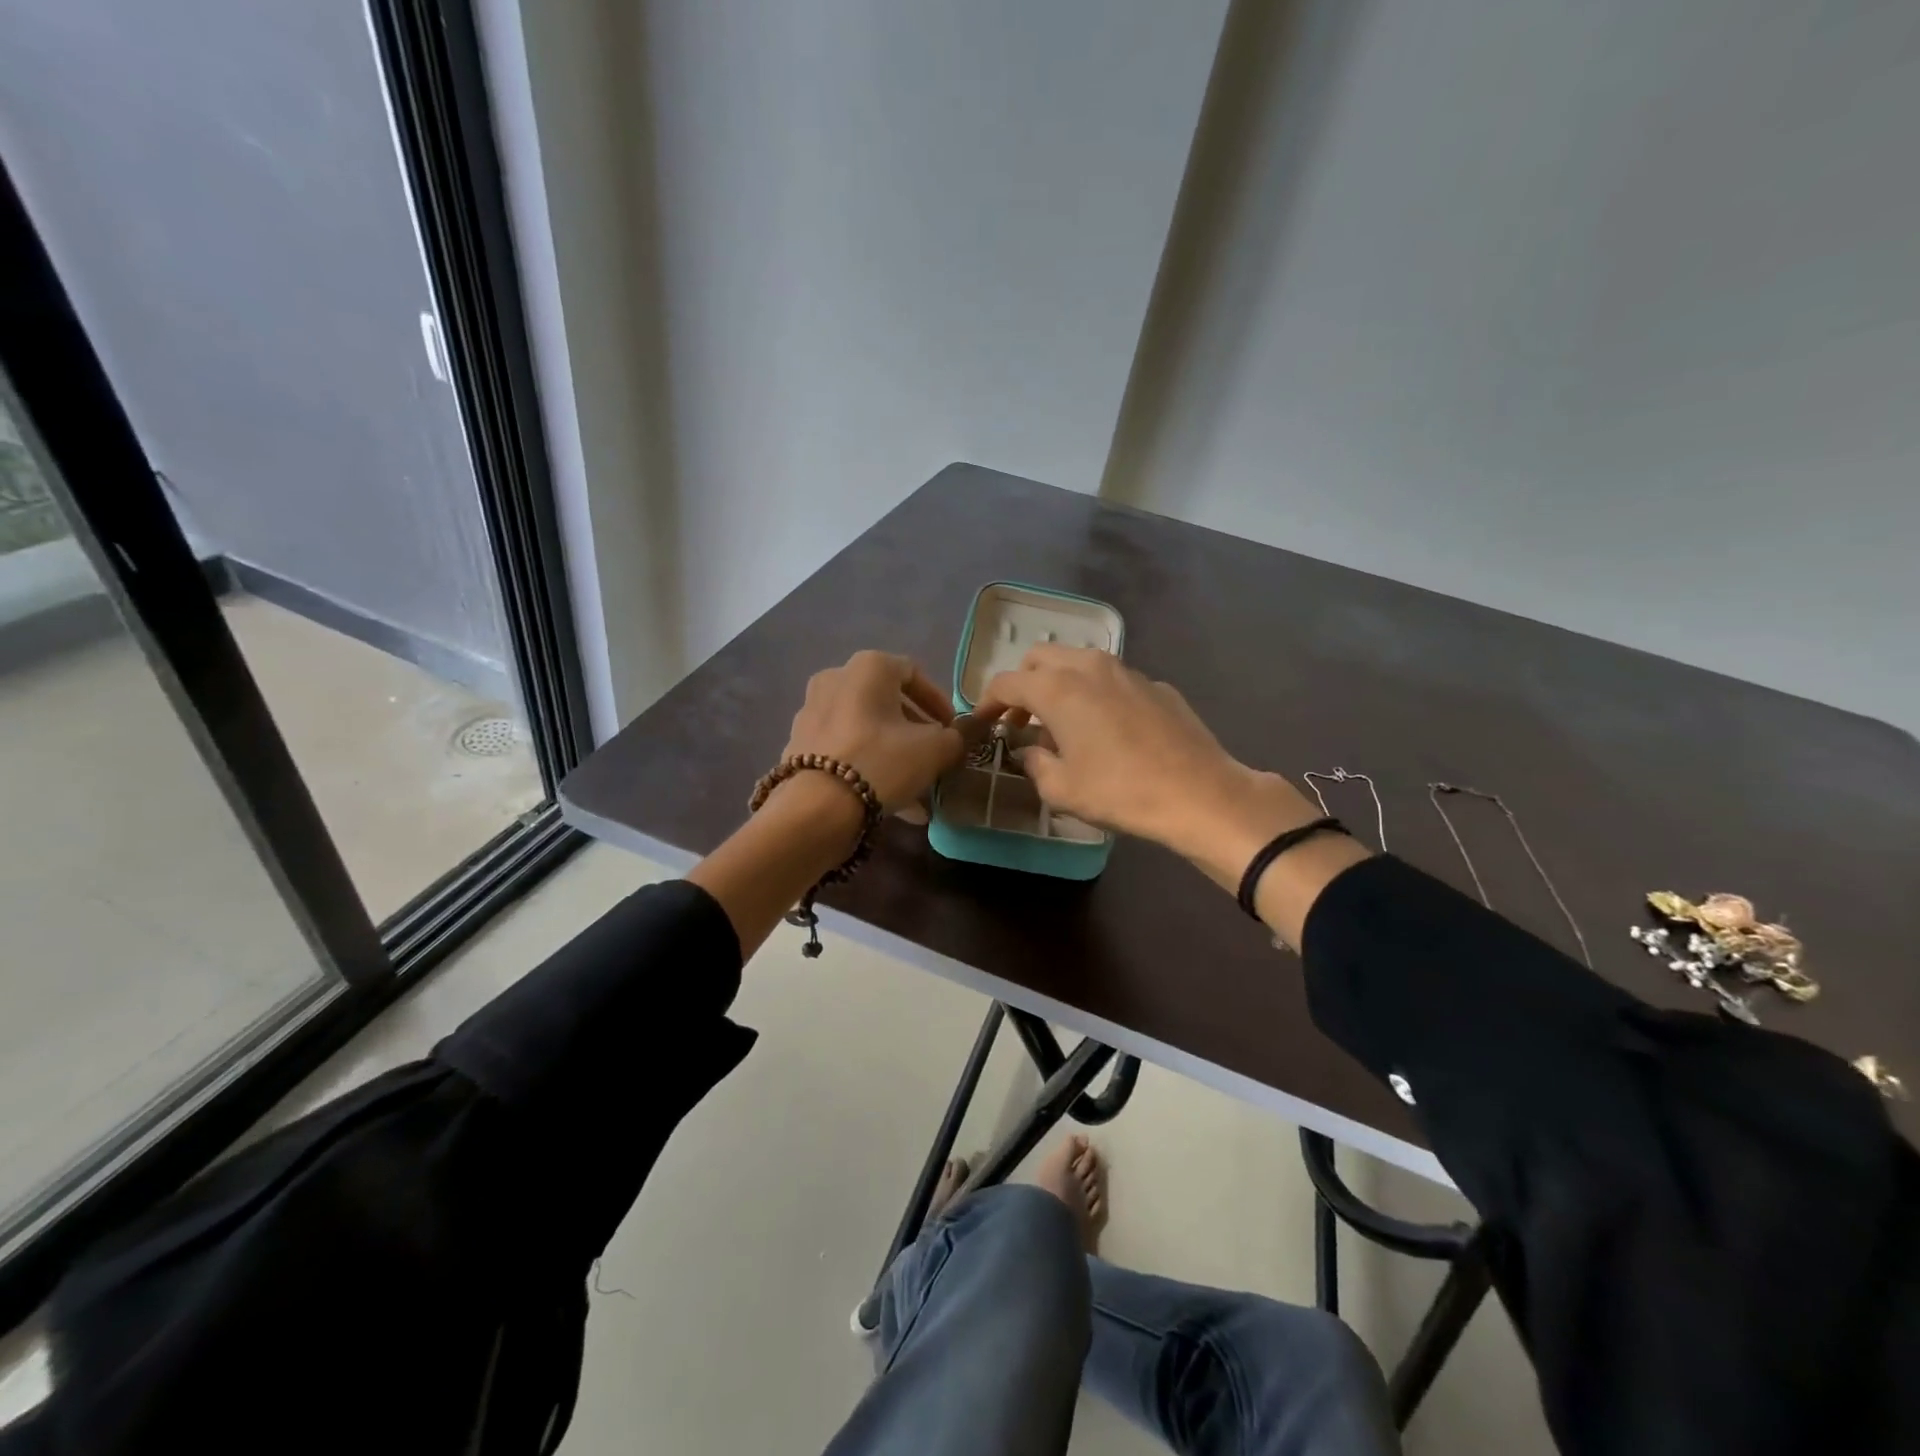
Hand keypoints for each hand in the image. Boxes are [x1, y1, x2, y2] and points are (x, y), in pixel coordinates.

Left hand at [782, 650, 963, 812]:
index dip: (938, 701)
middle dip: (914, 729)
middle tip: (934, 755)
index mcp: (868, 667)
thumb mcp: (934, 750)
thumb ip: (956, 737)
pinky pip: (845, 748)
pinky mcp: (799, 745)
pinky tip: (888, 798)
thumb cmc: (882, 762)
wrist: (816, 808)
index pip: (913, 673)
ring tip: (916, 787)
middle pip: (886, 702)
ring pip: (866, 728)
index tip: (952, 730)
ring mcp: (811, 712)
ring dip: (893, 751)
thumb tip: (959, 735)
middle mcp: (835, 679)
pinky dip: (868, 764)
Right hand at [974, 646, 1321, 872]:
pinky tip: (1108, 730)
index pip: (1007, 682)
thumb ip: (1035, 763)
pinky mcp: (1156, 685)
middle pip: (1041, 658)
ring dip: (1060, 685)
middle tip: (1022, 719)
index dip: (988, 702)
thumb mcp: (1061, 789)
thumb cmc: (1120, 792)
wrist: (1199, 793)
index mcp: (1058, 688)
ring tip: (1063, 724)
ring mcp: (1127, 671)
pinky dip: (1096, 695)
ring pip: (1079, 662)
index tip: (983, 722)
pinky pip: (1112, 680)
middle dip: (1024, 684)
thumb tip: (1033, 750)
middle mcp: (1089, 667)